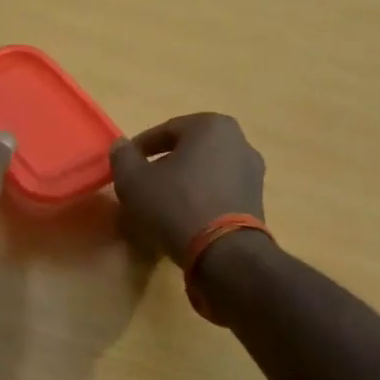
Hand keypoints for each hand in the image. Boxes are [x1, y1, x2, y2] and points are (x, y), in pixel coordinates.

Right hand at [109, 113, 266, 261]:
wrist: (223, 253)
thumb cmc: (175, 204)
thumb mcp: (133, 180)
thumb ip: (123, 156)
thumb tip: (122, 146)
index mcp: (211, 125)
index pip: (166, 130)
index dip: (141, 147)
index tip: (126, 164)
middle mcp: (239, 142)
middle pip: (189, 149)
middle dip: (166, 162)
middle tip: (143, 181)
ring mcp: (253, 172)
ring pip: (206, 170)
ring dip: (185, 181)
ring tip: (162, 202)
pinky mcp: (257, 201)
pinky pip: (220, 191)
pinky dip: (201, 197)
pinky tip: (184, 216)